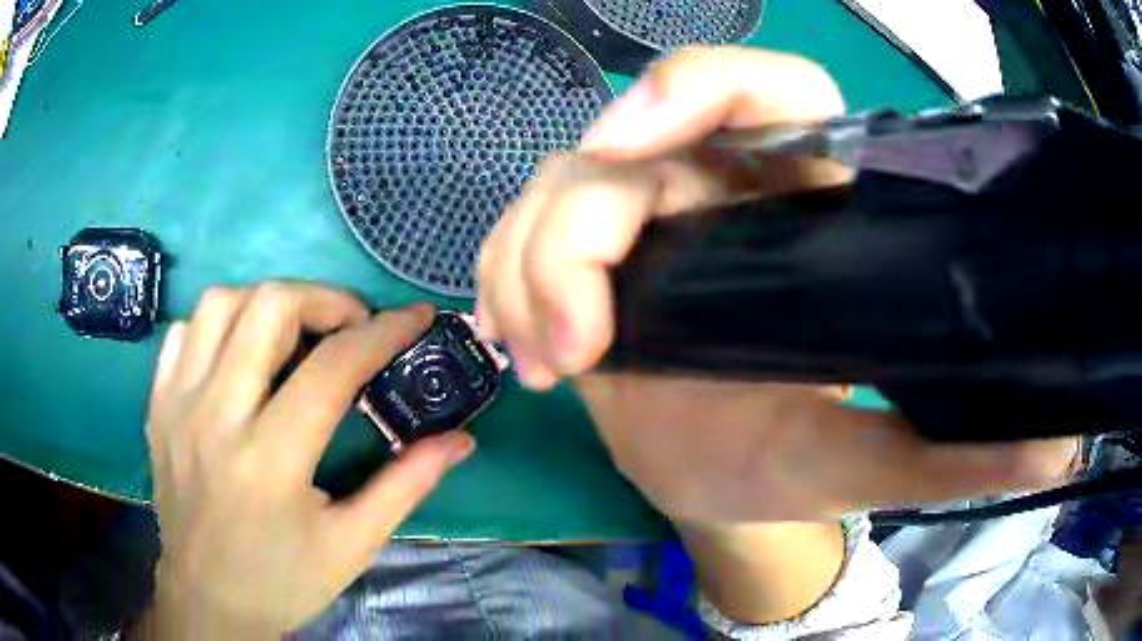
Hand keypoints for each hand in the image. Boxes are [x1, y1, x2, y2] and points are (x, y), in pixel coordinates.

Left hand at [143, 284, 473, 637]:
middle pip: (269, 308)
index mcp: (270, 461)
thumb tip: (461, 439)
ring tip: (295, 334)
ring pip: (220, 304)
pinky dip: (219, 325)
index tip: (414, 317)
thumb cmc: (283, 580)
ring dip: (269, 303)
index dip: (382, 332)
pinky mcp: (158, 404)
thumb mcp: (353, 544)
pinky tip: (239, 355)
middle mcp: (215, 418)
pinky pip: (184, 332)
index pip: (332, 367)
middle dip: (324, 300)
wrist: (209, 598)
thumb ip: (407, 484)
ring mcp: (178, 405)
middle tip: (351, 326)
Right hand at [477, 46, 1077, 522]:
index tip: (641, 147)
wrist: (717, 484)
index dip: (703, 91)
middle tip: (577, 338)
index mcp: (803, 205)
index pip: (768, 90)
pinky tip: (522, 345)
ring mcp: (643, 217)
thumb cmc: (786, 467)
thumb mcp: (873, 461)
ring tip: (549, 363)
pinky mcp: (586, 257)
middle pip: (624, 143)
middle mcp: (717, 188)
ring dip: (532, 268)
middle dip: (579, 226)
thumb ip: (960, 455)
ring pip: (558, 189)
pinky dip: (505, 280)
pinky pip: (521, 234)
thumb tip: (1059, 451)